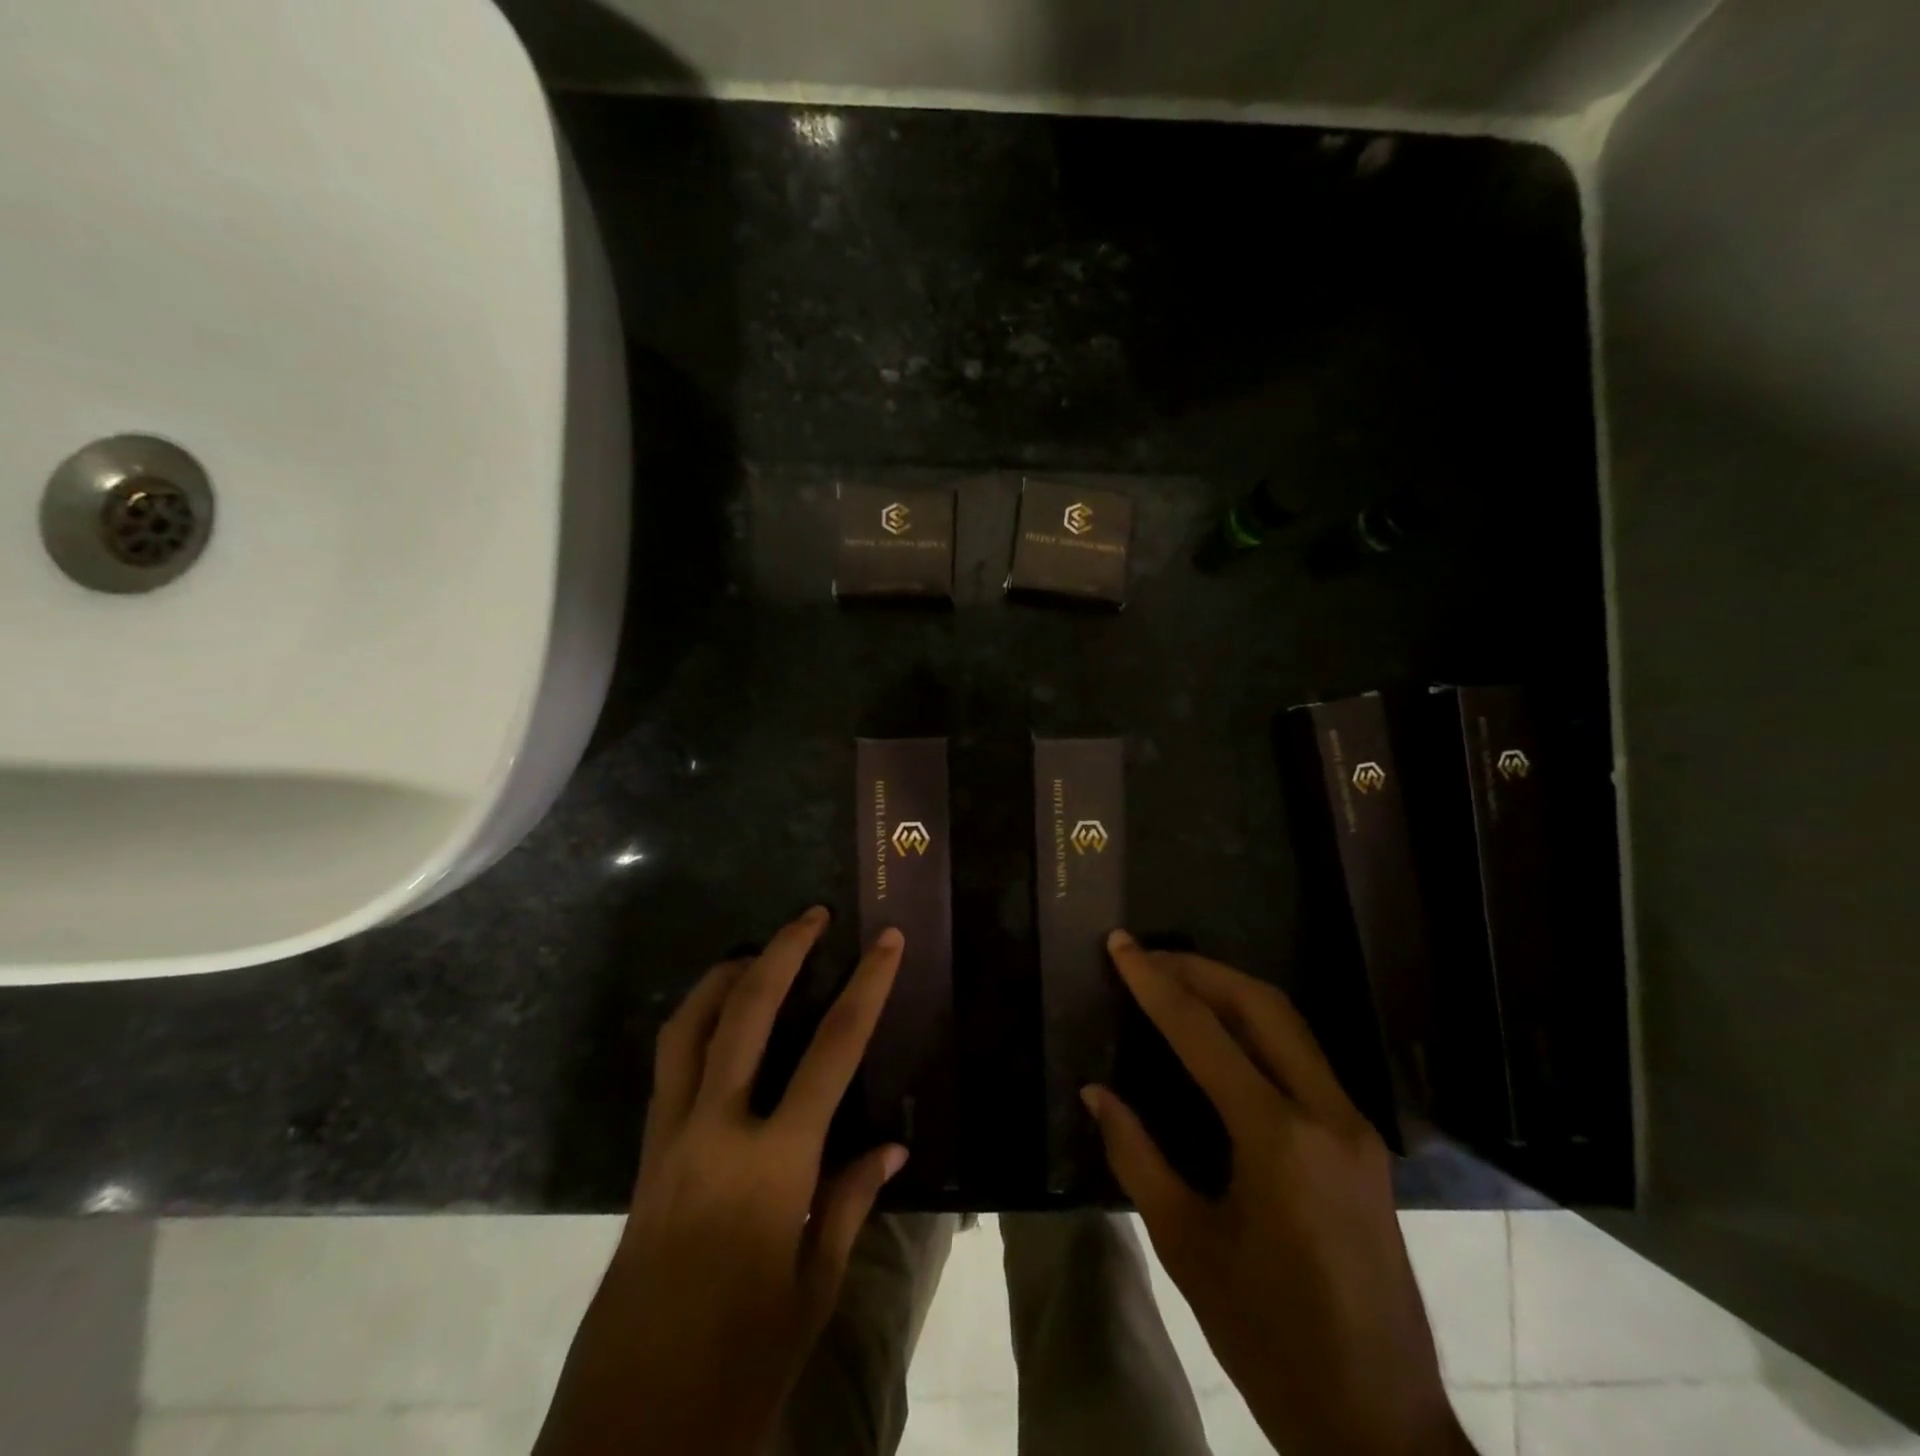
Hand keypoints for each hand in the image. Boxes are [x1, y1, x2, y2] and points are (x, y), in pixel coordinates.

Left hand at [535, 907, 907, 1455]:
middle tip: (812, 916)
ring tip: (759, 953)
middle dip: (783, 952)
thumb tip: (892, 1143)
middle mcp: (715, 1131)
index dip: (866, 987)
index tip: (887, 941)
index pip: (833, 1050)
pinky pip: (670, 1064)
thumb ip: (851, 1200)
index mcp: (773, 1165)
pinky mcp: (644, 1154)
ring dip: (726, 976)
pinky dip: (696, 1022)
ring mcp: (670, 1137)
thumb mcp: (815, 1287)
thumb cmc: (740, 1366)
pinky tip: (722, 1023)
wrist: (627, 1434)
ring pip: (690, 1026)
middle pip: (747, 1011)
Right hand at [1084, 932, 1468, 1455]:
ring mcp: (1355, 1126)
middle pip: (1262, 1005)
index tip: (1120, 945)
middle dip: (1199, 969)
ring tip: (1176, 979)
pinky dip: (1257, 1026)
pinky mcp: (1363, 1143)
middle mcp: (1326, 1114)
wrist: (1378, 1423)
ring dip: (1231, 989)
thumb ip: (1135, 1155)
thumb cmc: (1269, 1338)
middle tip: (1147, 957)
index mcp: (1278, 1138)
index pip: (1203, 1033)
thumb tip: (1095, 1092)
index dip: (1154, 983)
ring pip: (1290, 1024)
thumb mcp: (1186, 1245)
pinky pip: (1304, 1056)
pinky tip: (1222, 1033)